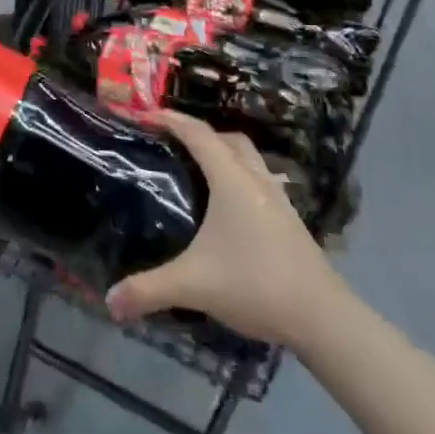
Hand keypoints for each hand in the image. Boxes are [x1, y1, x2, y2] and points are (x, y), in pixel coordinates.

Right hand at [105, 111, 345, 350]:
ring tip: (198, 172)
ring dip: (225, 155)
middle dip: (199, 134)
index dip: (170, 119)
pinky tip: (228, 210)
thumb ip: (148, 290)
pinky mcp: (291, 222)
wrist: (325, 319)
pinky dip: (240, 180)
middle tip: (171, 144)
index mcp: (232, 181)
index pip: (198, 134)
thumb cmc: (256, 285)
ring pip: (250, 160)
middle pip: (229, 140)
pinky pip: (260, 182)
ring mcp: (279, 201)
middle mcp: (256, 181)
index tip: (143, 114)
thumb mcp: (193, 285)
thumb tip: (109, 302)